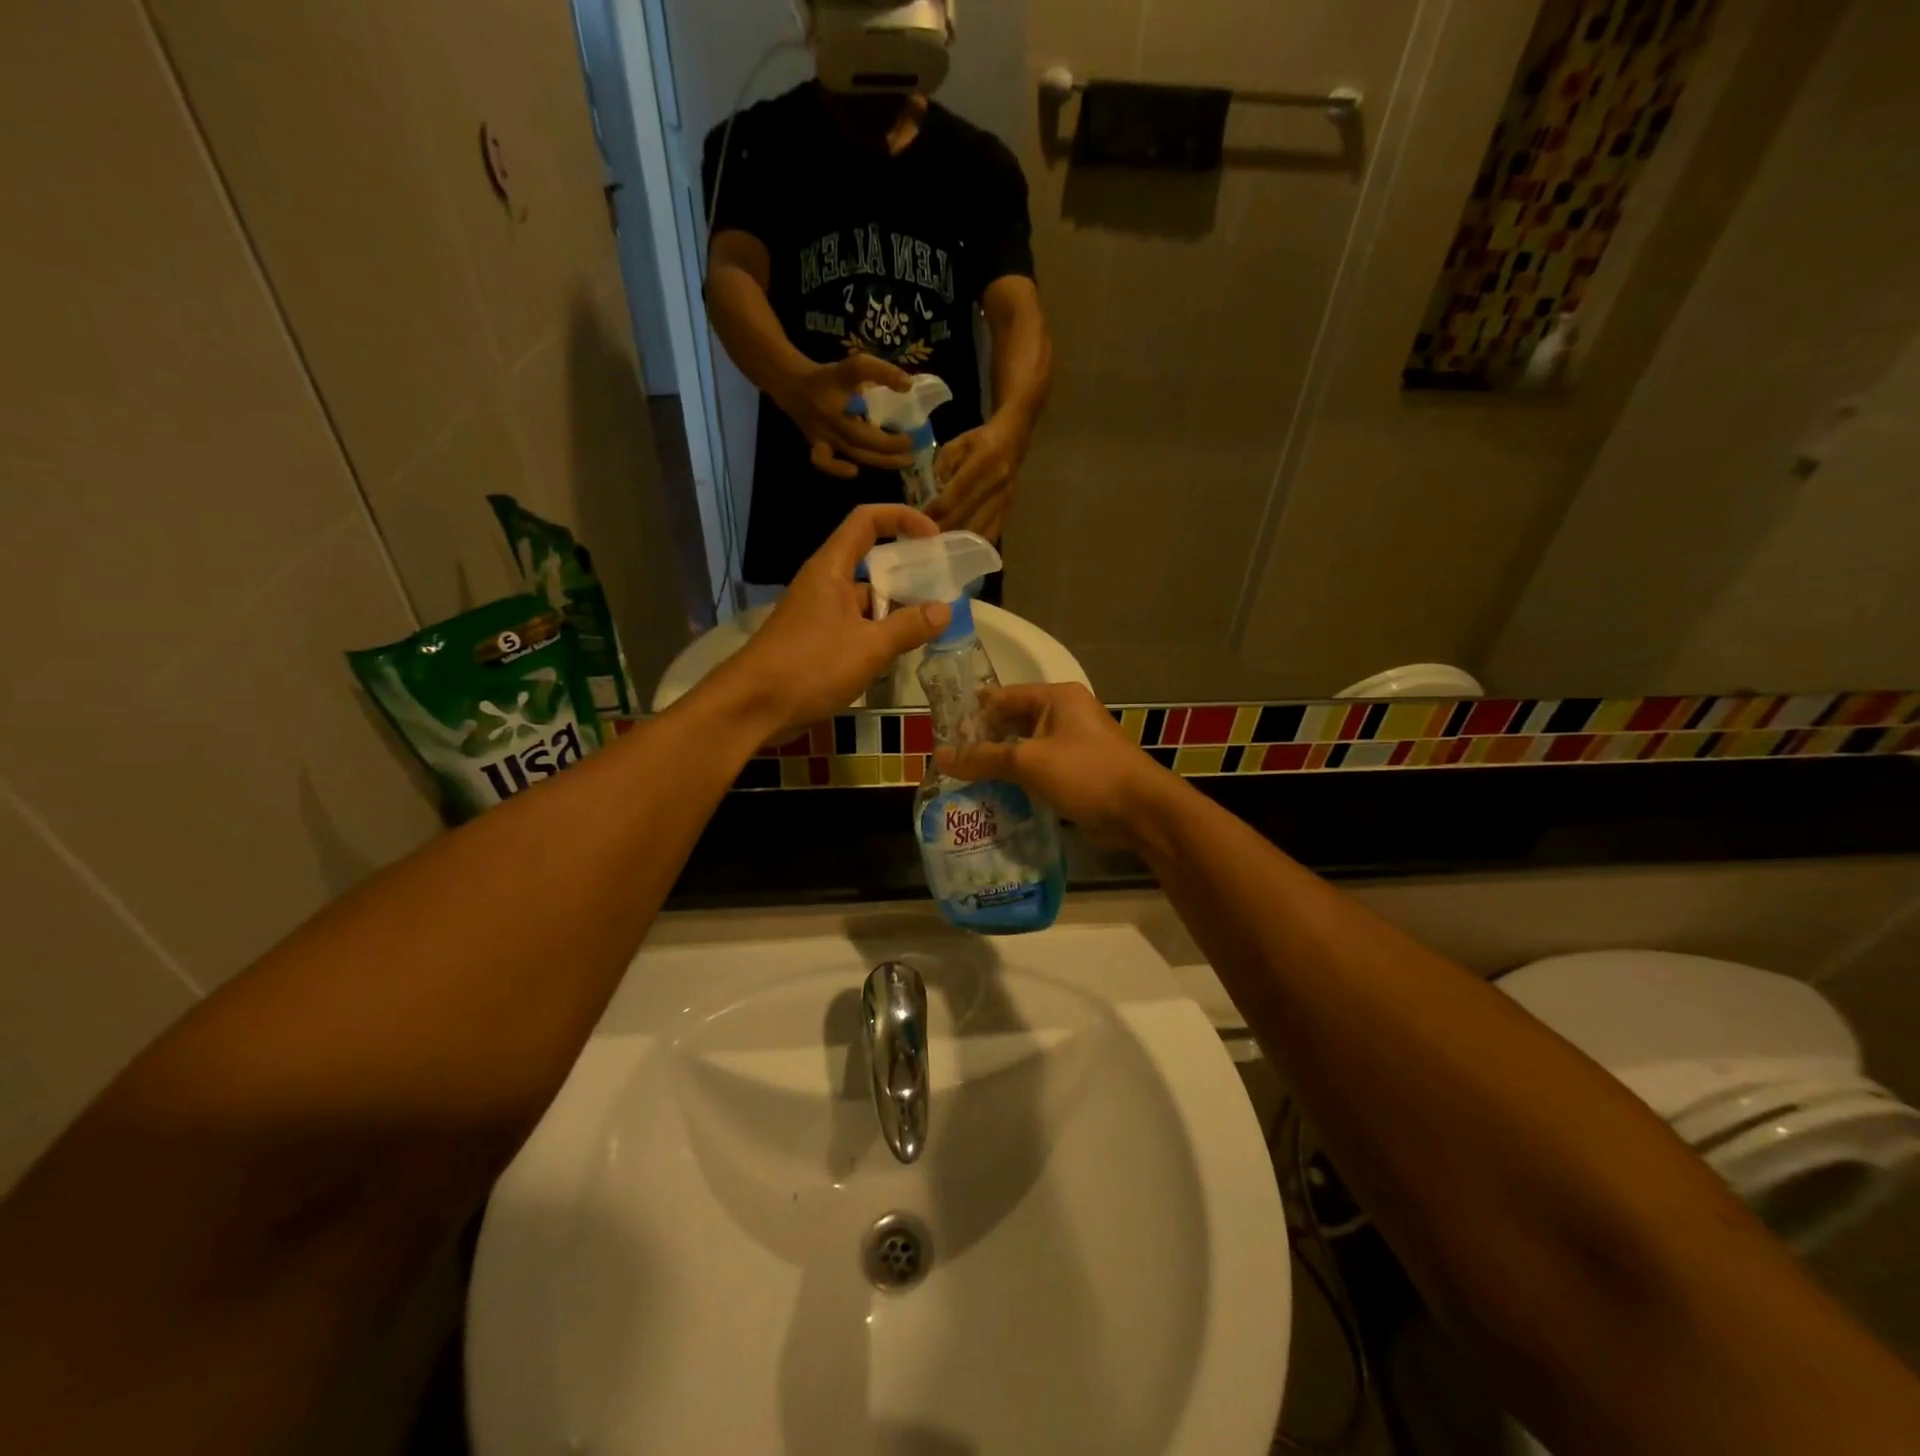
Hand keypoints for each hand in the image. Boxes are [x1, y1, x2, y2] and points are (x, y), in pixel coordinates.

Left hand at [717, 504, 950, 731]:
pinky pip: (856, 629)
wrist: (752, 707)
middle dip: (908, 576)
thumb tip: (945, 609)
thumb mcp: (870, 647)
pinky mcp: (816, 643)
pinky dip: (879, 636)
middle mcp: (824, 584)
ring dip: (896, 612)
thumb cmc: (810, 667)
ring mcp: (819, 615)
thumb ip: (909, 627)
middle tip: (943, 594)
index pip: (867, 521)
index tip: (934, 538)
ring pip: (866, 602)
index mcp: (832, 568)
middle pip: (872, 564)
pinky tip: (901, 656)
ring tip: (931, 630)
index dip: (902, 519)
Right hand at [773, 356, 918, 480]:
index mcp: (840, 389)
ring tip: (902, 461)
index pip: (862, 382)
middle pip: (863, 438)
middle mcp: (832, 416)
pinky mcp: (817, 445)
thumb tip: (909, 385)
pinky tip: (855, 470)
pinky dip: (839, 468)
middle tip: (913, 447)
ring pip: (853, 452)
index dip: (887, 389)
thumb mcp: (854, 368)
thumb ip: (881, 373)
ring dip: (879, 459)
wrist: (792, 385)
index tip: (910, 407)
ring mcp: (823, 434)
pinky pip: (825, 461)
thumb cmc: (829, 378)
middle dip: (890, 446)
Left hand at [928, 413, 1029, 539]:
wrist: (1014, 440)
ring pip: (979, 528)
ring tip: (941, 546)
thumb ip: (943, 464)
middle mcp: (996, 483)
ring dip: (959, 540)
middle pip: (967, 514)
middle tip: (926, 538)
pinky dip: (975, 542)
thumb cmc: (981, 440)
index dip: (938, 508)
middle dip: (944, 528)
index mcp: (984, 462)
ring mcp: (1004, 499)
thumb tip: (934, 490)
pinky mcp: (1009, 510)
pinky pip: (991, 532)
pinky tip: (962, 548)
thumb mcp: (958, 443)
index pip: (957, 492)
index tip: (921, 519)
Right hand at [934, 683, 1177, 844]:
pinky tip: (995, 795)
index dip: (972, 713)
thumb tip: (941, 756)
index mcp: (1056, 698)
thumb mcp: (1028, 762)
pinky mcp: (1078, 770)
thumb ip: (983, 758)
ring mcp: (1074, 743)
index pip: (1002, 697)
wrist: (1141, 811)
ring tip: (964, 780)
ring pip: (1025, 748)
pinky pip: (1040, 768)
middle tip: (950, 761)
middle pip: (1013, 722)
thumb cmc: (1085, 773)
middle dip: (983, 740)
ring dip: (1000, 763)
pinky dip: (1019, 779)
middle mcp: (1065, 714)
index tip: (942, 732)